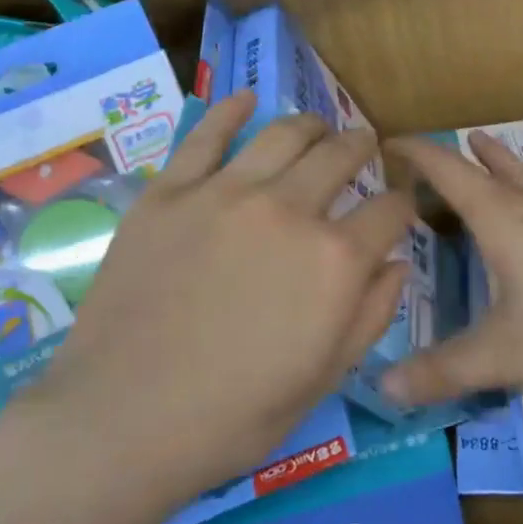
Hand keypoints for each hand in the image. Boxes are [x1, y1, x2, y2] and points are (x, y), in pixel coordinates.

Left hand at [18, 94, 412, 514]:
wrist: (120, 422)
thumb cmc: (233, 416)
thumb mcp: (323, 377)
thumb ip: (371, 314)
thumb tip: (397, 263)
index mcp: (335, 259)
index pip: (390, 210)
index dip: (402, 206)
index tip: (397, 208)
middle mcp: (288, 209)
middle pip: (341, 155)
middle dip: (362, 147)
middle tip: (362, 148)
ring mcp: (225, 193)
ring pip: (284, 133)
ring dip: (312, 124)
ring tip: (317, 127)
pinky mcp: (170, 191)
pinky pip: (207, 135)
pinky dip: (232, 110)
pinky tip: (247, 100)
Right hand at [382, 132, 522, 406]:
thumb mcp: (504, 356)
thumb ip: (443, 371)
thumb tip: (383, 388)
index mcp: (505, 221)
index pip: (450, 173)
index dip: (420, 154)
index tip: (393, 141)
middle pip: (500, 169)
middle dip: (472, 155)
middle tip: (460, 139)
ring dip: (516, 169)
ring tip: (504, 159)